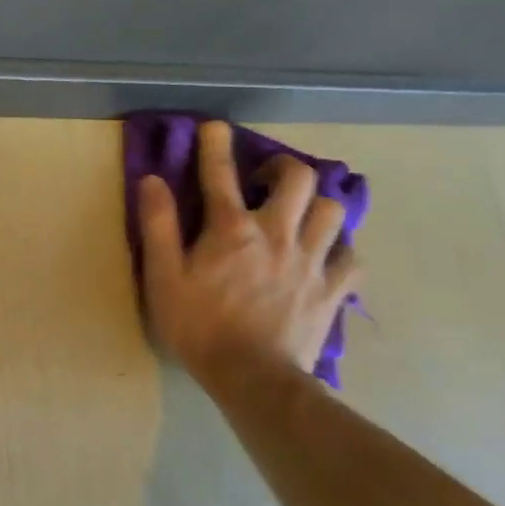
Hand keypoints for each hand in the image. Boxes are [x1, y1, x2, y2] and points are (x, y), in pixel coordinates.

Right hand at [136, 121, 360, 378]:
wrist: (252, 378)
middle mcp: (278, 234)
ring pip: (333, 211)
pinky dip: (341, 250)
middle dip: (283, 169)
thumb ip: (158, 225)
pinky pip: (352, 258)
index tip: (214, 127)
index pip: (220, 174)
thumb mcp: (162, 276)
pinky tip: (326, 257)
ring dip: (316, 206)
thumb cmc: (198, 326)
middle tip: (265, 182)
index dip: (215, 145)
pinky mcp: (333, 290)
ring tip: (299, 217)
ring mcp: (312, 261)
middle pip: (298, 179)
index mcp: (232, 229)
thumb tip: (152, 180)